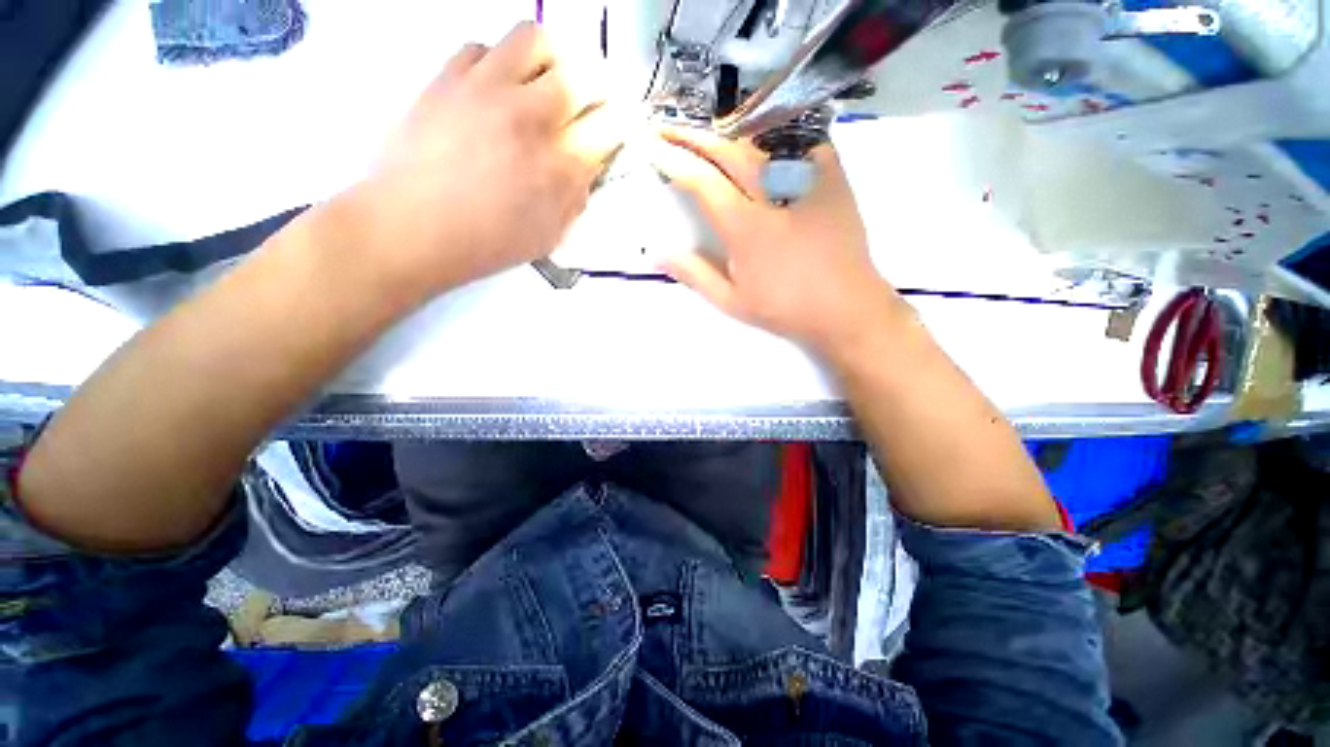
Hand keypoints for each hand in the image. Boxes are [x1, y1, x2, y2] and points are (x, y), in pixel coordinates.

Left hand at [338, 22, 624, 298]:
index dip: (620, 124)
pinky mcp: (449, 77)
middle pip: (585, 74)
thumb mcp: (550, 234)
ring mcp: (488, 89)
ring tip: (544, 82)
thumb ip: (576, 197)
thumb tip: (587, 166)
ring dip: (551, 59)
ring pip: (535, 40)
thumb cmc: (486, 242)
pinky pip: (482, 47)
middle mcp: (531, 117)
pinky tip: (495, 89)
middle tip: (588, 103)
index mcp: (561, 164)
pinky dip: (497, 63)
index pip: (611, 125)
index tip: (614, 129)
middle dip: (597, 88)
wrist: (414, 227)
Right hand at [650, 127, 901, 354]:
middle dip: (693, 136)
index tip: (653, 147)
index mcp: (746, 227)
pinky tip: (760, 136)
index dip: (674, 161)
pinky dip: (775, 134)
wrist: (846, 307)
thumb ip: (695, 275)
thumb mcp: (732, 301)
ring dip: (728, 133)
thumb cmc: (786, 308)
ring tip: (706, 133)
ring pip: (761, 140)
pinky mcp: (833, 177)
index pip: (702, 181)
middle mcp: (773, 193)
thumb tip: (658, 255)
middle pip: (728, 150)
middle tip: (669, 128)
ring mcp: (807, 180)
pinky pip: (801, 140)